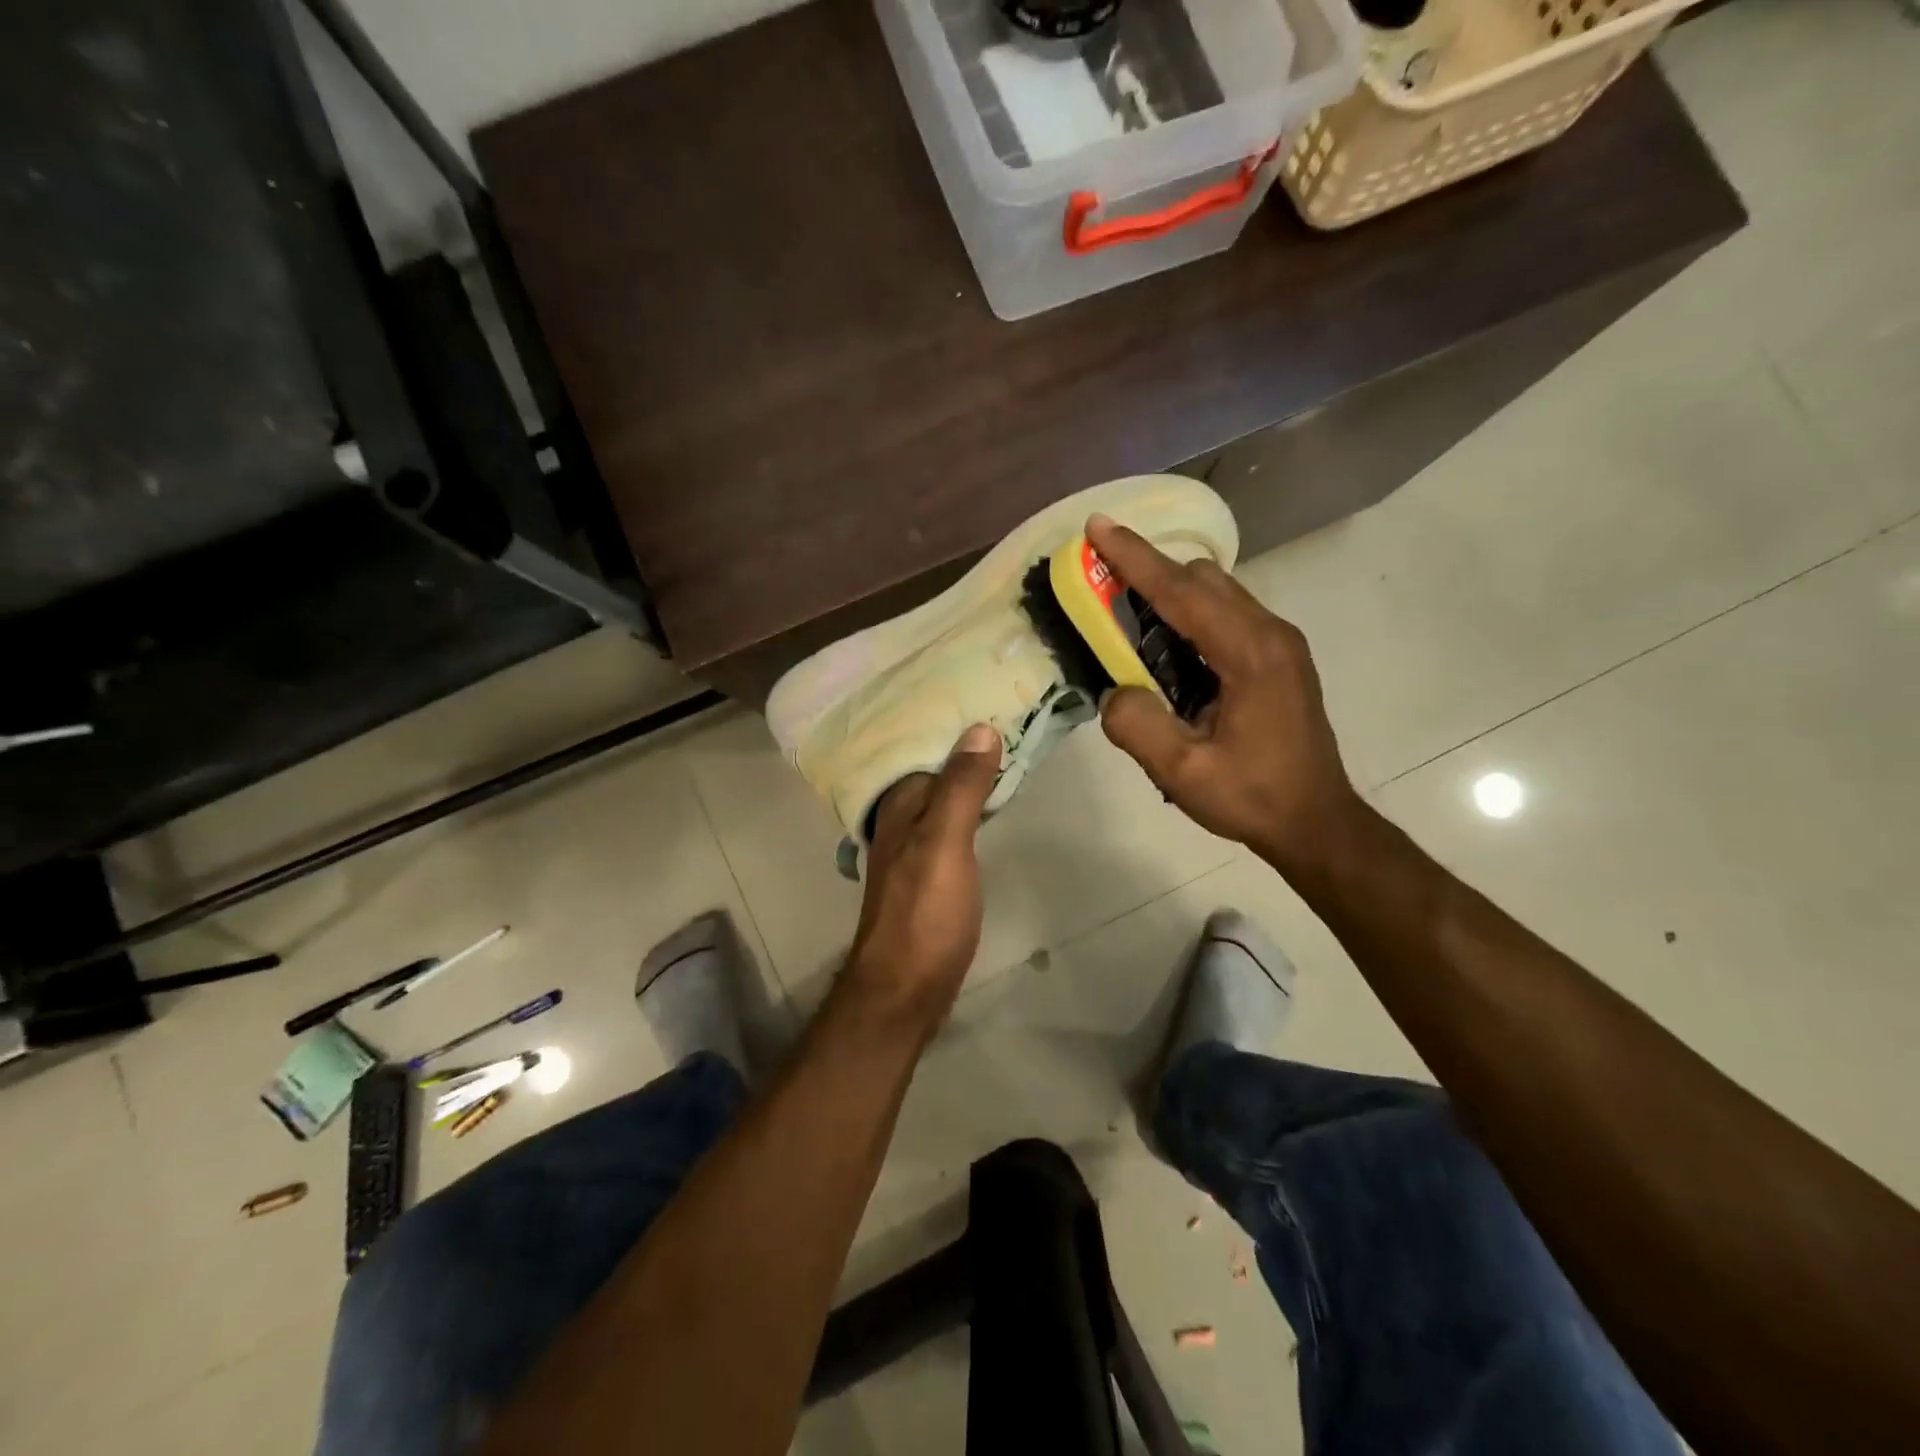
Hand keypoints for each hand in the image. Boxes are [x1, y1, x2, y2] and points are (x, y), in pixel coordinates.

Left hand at [839, 724, 1000, 1034]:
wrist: (905, 990)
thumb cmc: (924, 915)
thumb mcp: (943, 844)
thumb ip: (959, 788)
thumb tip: (979, 728)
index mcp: (900, 806)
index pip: (925, 748)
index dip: (954, 723)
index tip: (990, 693)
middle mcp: (901, 821)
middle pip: (934, 770)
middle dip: (963, 743)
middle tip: (1008, 713)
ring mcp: (914, 849)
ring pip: (943, 796)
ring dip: (968, 773)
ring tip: (1005, 746)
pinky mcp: (930, 874)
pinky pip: (951, 822)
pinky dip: (970, 804)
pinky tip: (989, 801)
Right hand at [1086, 514, 1365, 876]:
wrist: (1315, 822)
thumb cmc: (1252, 797)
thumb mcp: (1183, 772)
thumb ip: (1139, 726)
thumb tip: (1115, 690)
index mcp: (1250, 654)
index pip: (1182, 592)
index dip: (1134, 558)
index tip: (1098, 526)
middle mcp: (1270, 633)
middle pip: (1202, 579)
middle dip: (1149, 571)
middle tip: (1101, 585)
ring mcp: (1279, 643)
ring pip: (1217, 592)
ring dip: (1169, 592)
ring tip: (1125, 615)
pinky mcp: (1278, 657)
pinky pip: (1226, 614)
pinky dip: (1189, 614)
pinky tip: (1165, 646)